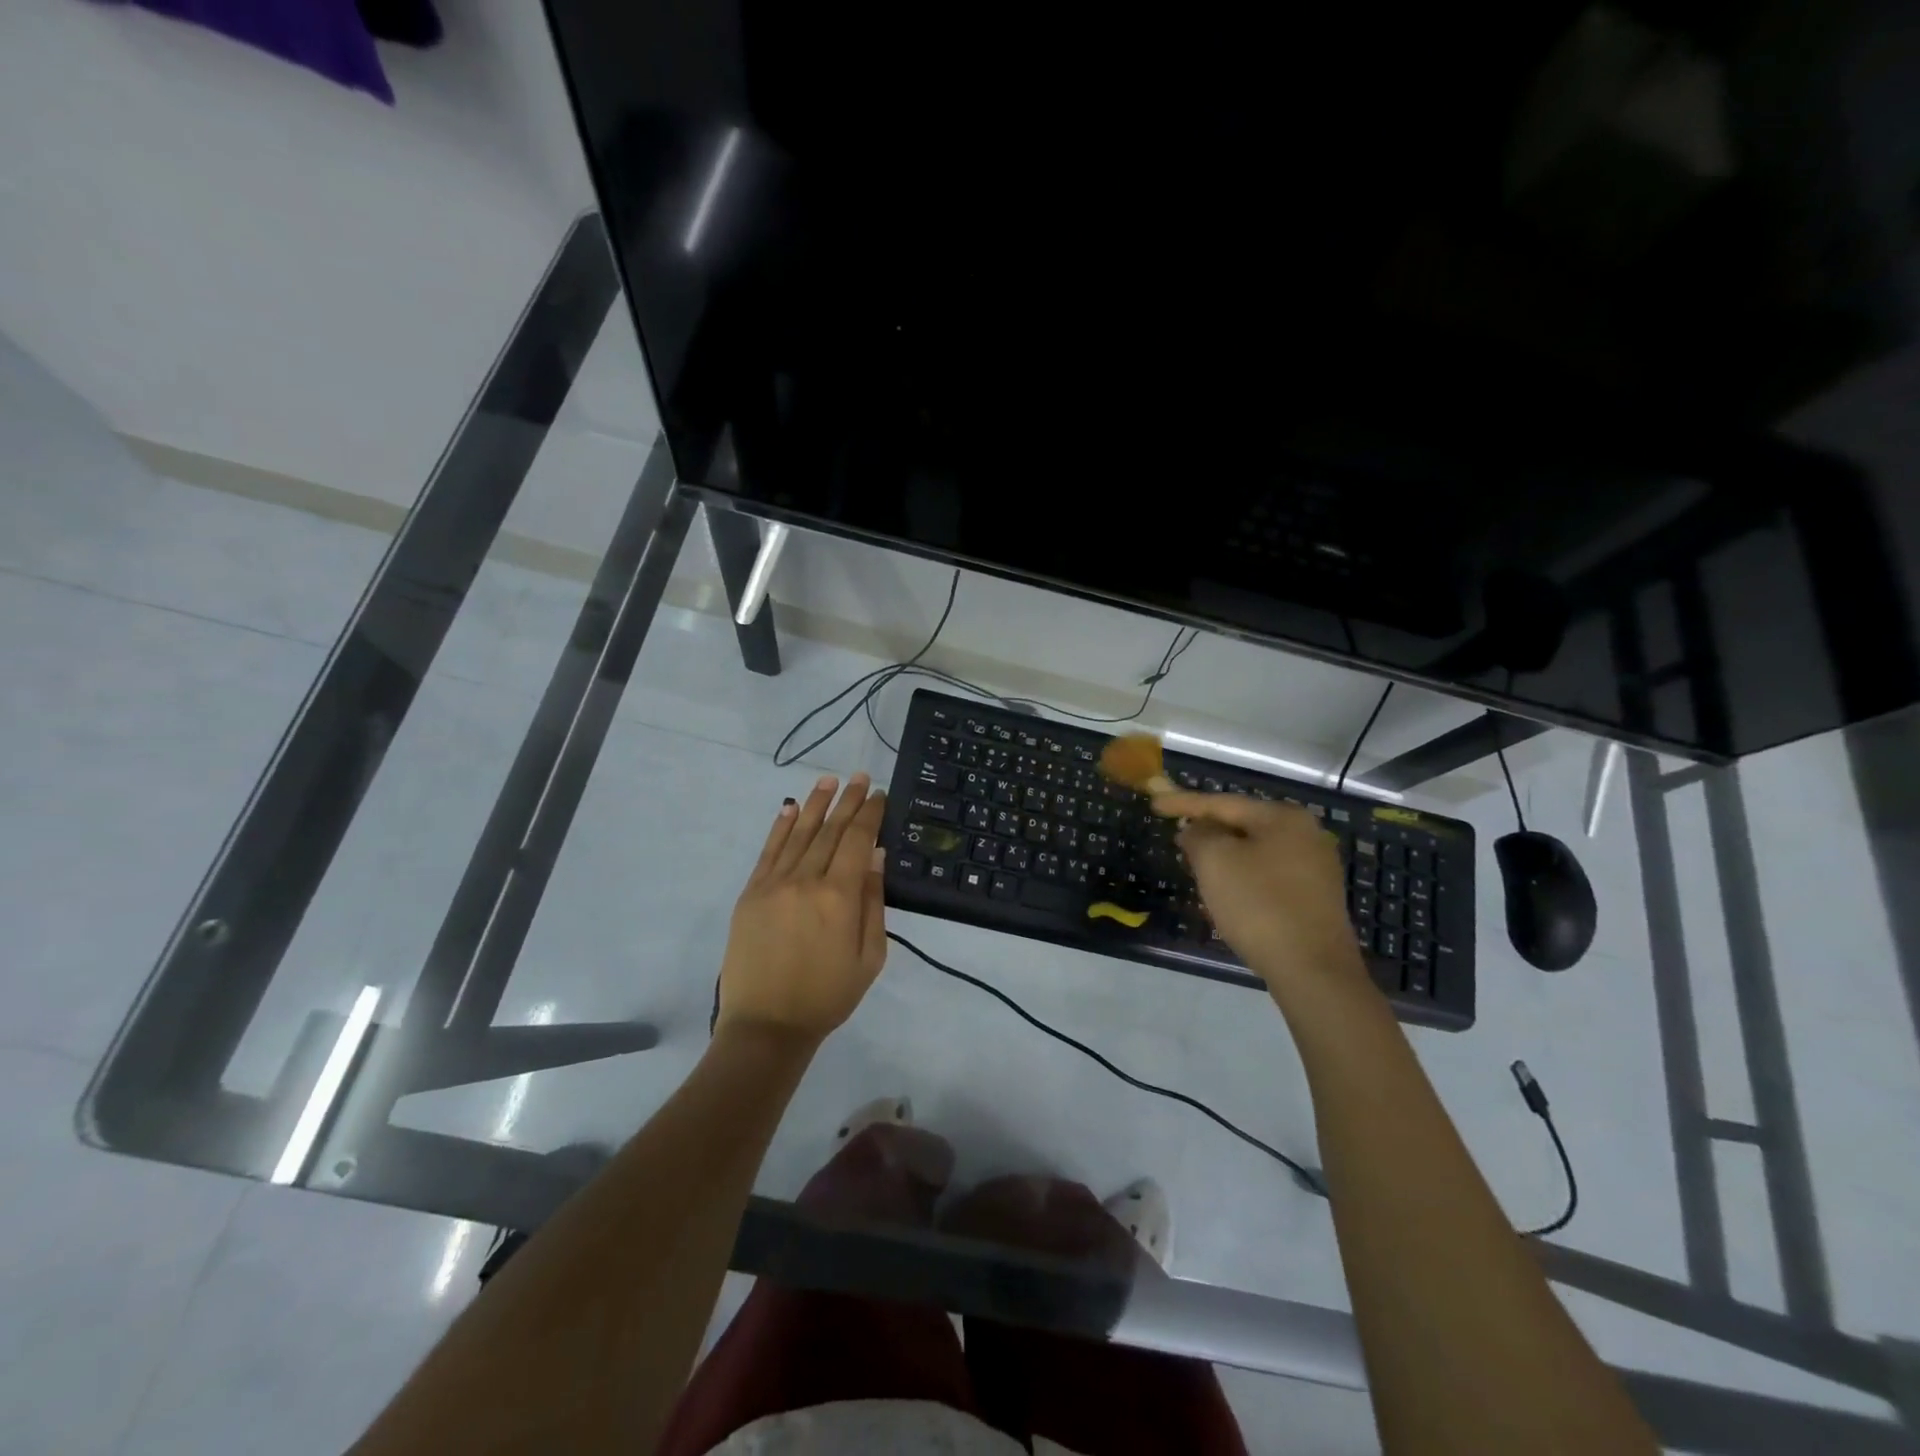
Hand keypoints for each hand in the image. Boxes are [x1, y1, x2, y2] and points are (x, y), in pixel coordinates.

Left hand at [716, 773, 888, 1047]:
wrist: (767, 1025)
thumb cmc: (828, 996)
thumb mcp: (870, 957)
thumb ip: (873, 903)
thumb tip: (875, 855)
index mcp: (839, 897)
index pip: (858, 841)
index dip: (870, 814)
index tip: (879, 794)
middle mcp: (806, 880)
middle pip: (830, 830)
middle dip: (847, 801)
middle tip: (859, 777)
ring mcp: (773, 884)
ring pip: (799, 833)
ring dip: (815, 804)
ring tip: (828, 780)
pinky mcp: (751, 893)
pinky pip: (768, 851)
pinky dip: (780, 827)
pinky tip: (790, 808)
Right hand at [1153, 792, 1371, 1003]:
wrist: (1313, 970)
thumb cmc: (1259, 905)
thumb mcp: (1215, 861)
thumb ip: (1198, 835)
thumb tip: (1196, 829)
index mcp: (1283, 818)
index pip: (1223, 803)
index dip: (1184, 802)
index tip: (1154, 804)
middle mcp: (1306, 834)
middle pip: (1242, 825)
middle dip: (1207, 832)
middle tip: (1176, 838)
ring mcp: (1314, 868)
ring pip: (1254, 852)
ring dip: (1223, 858)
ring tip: (1195, 867)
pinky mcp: (1314, 898)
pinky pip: (1267, 876)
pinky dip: (1241, 878)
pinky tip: (1225, 895)